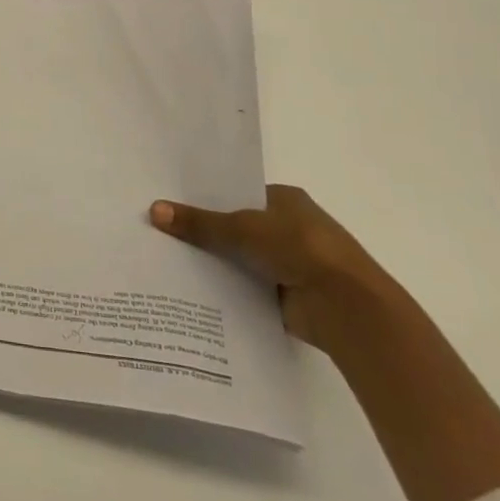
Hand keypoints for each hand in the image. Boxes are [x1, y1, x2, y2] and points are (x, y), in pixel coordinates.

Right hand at [149, 183, 391, 354]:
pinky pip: (246, 287)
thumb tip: (153, 210)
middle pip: (236, 227)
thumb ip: (199, 222)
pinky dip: (226, 289)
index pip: (236, 194)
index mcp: (285, 199)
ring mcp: (289, 263)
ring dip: (214, 263)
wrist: (346, 306)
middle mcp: (288, 228)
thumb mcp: (242, 228)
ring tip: (165, 261)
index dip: (205, 199)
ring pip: (239, 258)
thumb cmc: (300, 248)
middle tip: (159, 232)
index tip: (171, 205)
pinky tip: (190, 290)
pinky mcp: (286, 295)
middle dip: (205, 233)